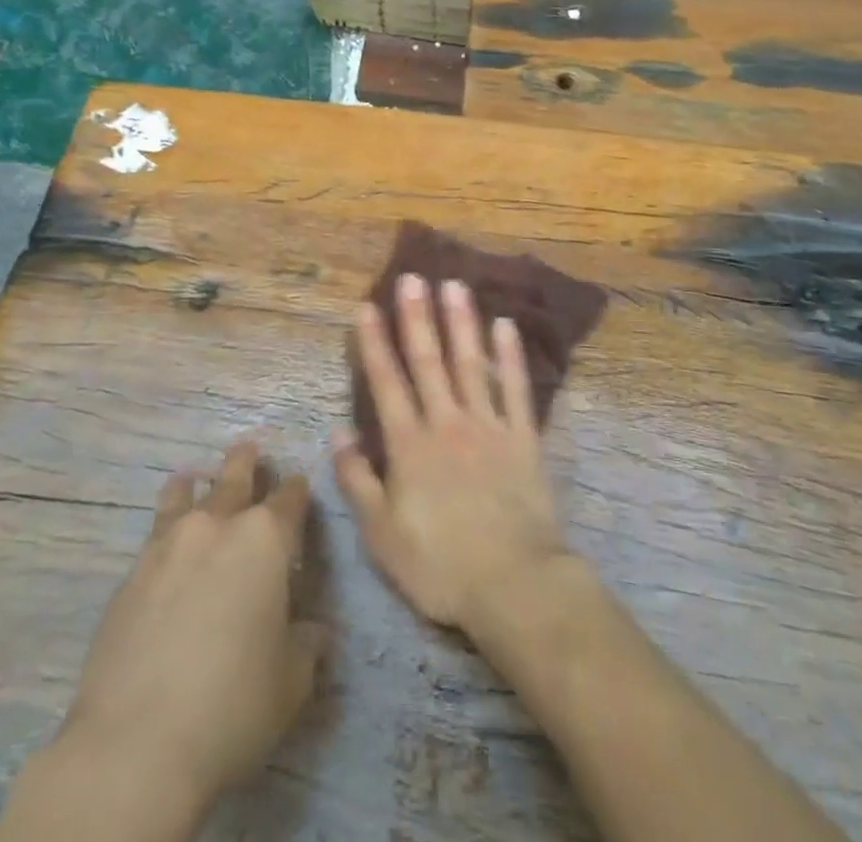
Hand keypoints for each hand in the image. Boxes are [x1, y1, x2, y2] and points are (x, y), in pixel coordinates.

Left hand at [56, 442, 326, 810]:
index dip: (297, 490)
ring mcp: (168, 544)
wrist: (136, 744)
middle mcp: (217, 526)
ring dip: (197, 483)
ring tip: (195, 476)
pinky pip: (155, 530)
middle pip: (235, 477)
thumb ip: (305, 645)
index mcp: (265, 540)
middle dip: (247, 462)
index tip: (299, 484)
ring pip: (186, 493)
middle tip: (249, 449)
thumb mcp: (291, 682)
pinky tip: (165, 534)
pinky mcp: (132, 572)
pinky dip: (166, 520)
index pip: (289, 499)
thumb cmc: (232, 706)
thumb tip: (311, 631)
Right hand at [334, 274, 572, 631]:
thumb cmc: (440, 565)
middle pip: (429, 361)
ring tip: (454, 285)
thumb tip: (338, 432)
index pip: (386, 382)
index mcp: (410, 445)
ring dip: (461, 322)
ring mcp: (488, 426)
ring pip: (471, 363)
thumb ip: (357, 480)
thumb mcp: (381, 535)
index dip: (374, 343)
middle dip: (417, 317)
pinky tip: (506, 326)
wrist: (515, 585)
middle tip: (412, 277)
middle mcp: (447, 422)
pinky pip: (517, 389)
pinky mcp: (523, 438)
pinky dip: (511, 356)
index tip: (366, 306)